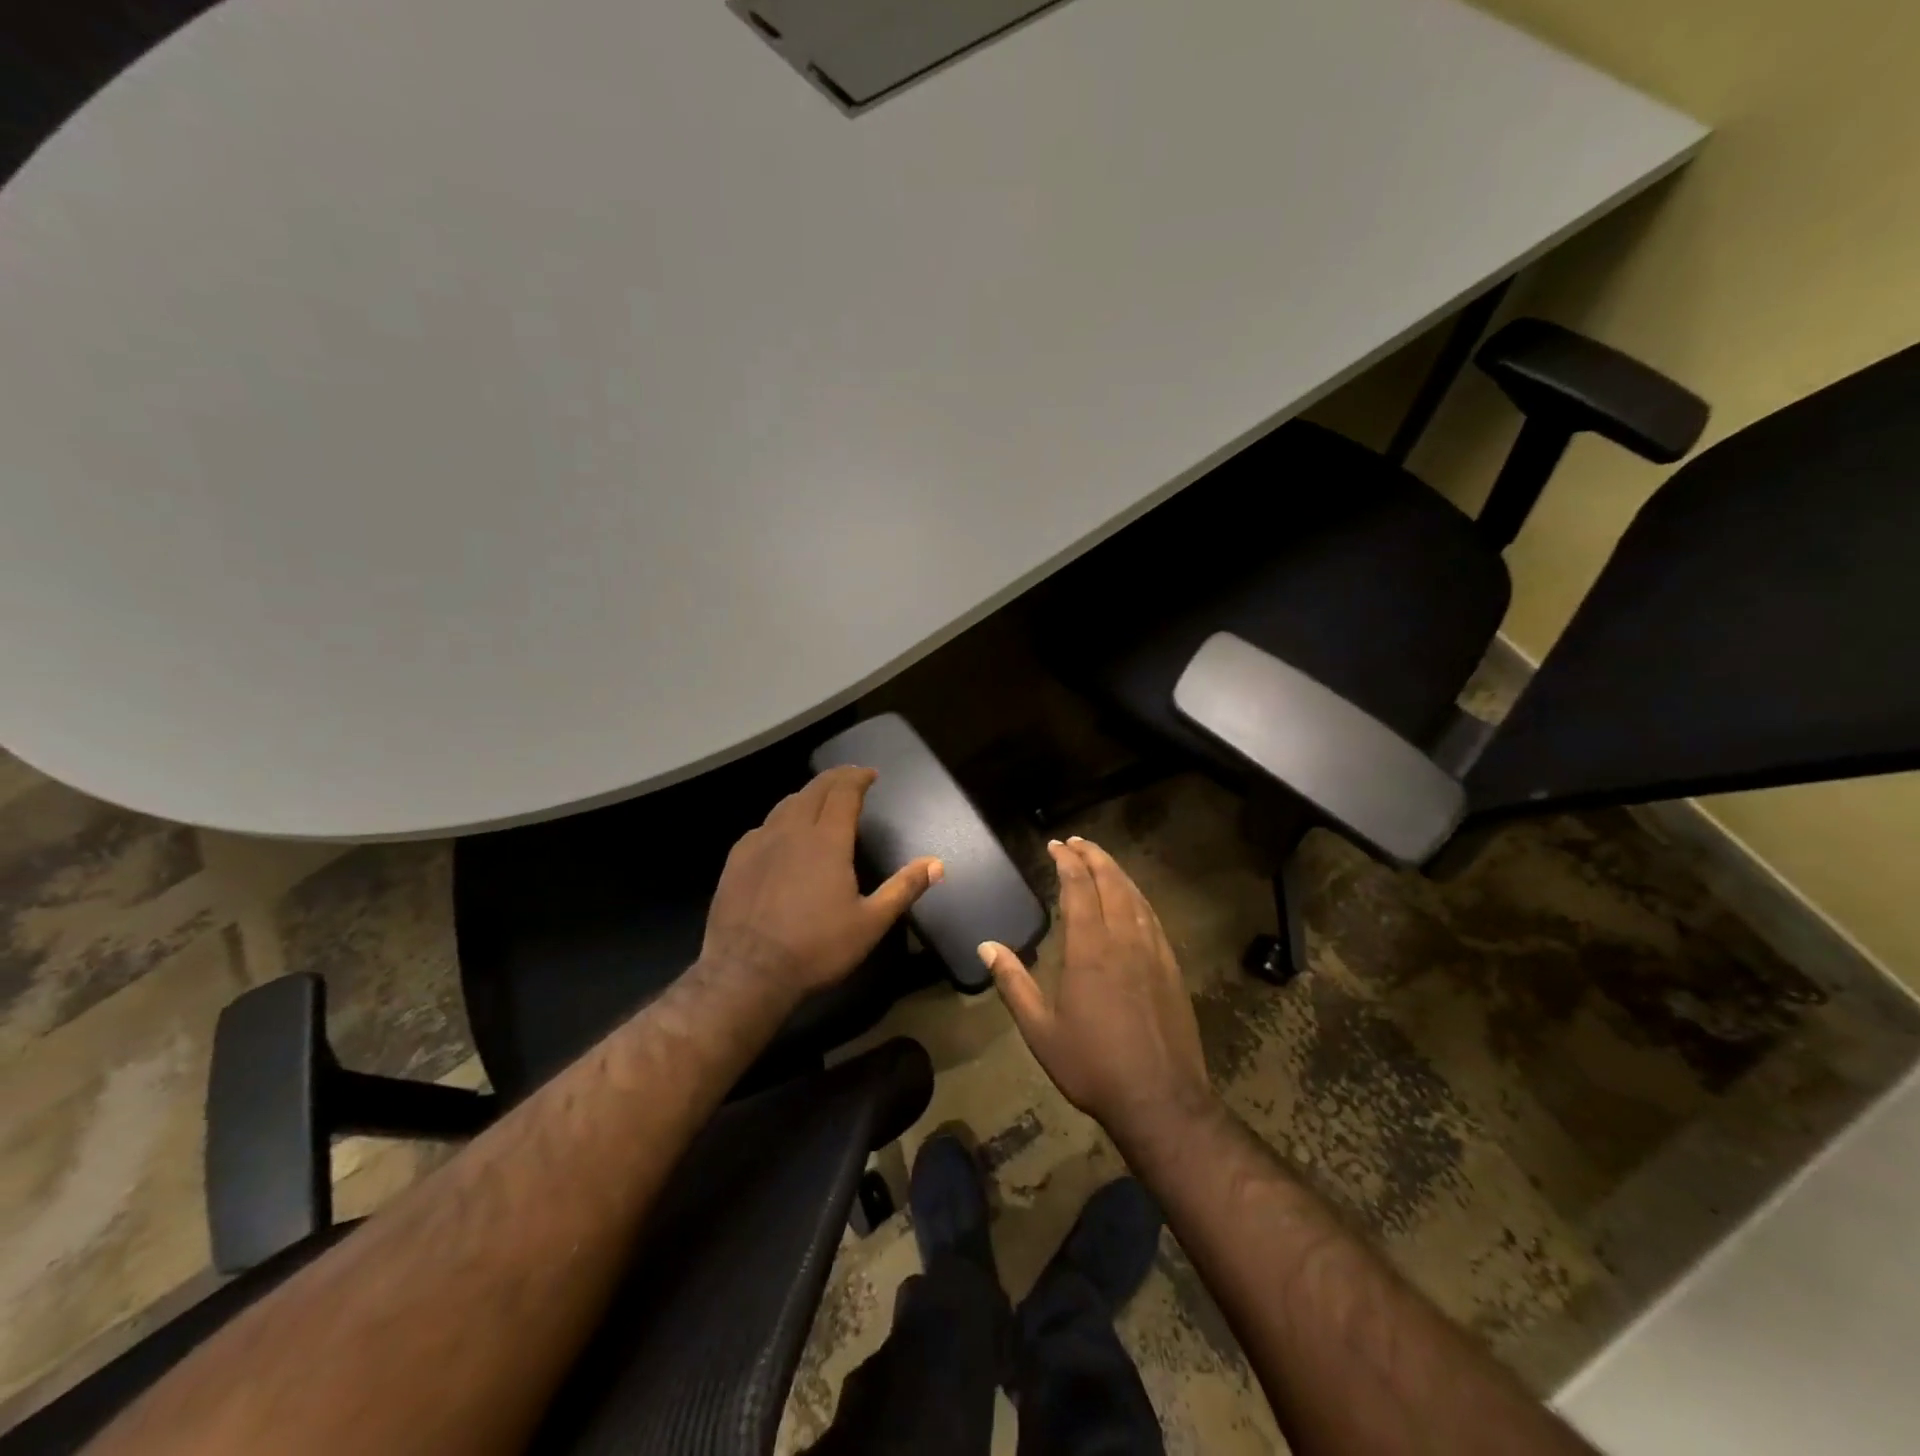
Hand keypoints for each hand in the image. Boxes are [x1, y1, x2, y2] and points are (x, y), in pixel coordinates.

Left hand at [702, 766, 942, 1003]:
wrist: (746, 973)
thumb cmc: (816, 948)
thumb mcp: (870, 923)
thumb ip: (903, 888)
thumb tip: (936, 863)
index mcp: (827, 840)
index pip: (844, 793)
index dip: (858, 778)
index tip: (871, 774)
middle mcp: (792, 830)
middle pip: (814, 790)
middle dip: (835, 778)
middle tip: (850, 777)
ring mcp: (759, 843)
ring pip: (786, 804)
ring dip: (808, 795)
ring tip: (820, 800)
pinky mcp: (736, 860)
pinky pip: (763, 826)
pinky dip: (781, 819)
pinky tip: (782, 834)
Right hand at [981, 836, 1214, 1146]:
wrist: (1160, 1099)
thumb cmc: (1093, 1065)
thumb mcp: (1041, 1030)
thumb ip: (1013, 983)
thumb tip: (986, 946)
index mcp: (1090, 950)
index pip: (1079, 888)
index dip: (1067, 862)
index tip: (1055, 846)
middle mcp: (1123, 940)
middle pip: (1111, 882)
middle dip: (1093, 856)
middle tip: (1076, 842)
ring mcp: (1153, 952)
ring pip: (1135, 896)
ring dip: (1117, 872)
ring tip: (1101, 859)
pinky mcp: (1171, 967)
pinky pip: (1152, 918)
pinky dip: (1138, 897)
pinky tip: (1132, 899)